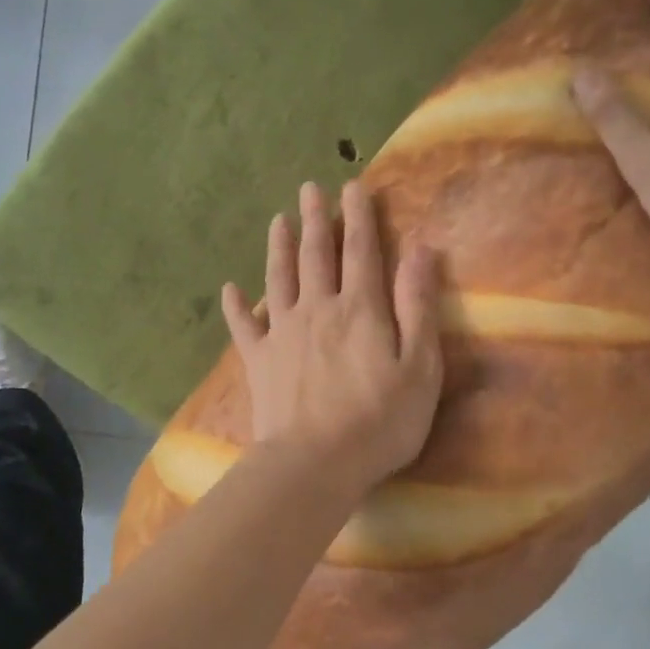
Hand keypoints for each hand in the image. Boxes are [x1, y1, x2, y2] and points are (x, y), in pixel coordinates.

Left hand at [221, 181, 442, 490]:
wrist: (315, 463)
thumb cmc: (379, 421)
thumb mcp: (419, 366)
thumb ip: (417, 305)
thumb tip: (420, 249)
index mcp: (360, 309)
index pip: (361, 250)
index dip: (358, 216)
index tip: (353, 186)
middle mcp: (317, 309)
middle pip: (316, 255)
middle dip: (315, 219)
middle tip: (309, 188)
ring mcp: (282, 333)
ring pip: (279, 279)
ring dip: (279, 247)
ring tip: (277, 220)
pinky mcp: (258, 361)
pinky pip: (243, 326)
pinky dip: (236, 306)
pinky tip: (229, 289)